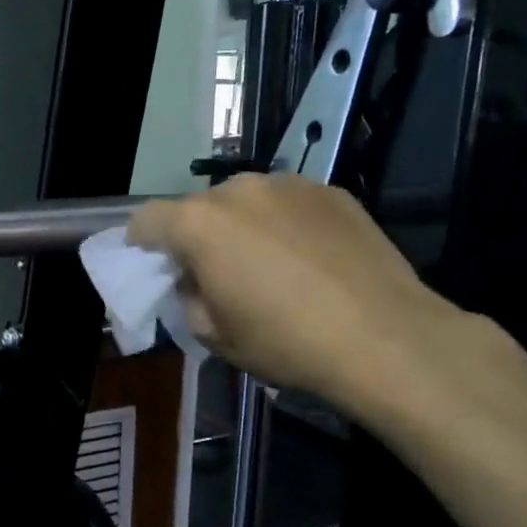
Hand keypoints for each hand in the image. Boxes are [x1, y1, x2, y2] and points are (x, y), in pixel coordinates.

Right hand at [128, 175, 477, 423]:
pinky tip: (309, 260)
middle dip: (197, 236)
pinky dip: (284, 224)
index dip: (142, 243)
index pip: (147, 219)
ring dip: (242, 226)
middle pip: (199, 208)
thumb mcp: (215, 336)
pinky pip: (289, 204)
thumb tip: (195, 281)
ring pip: (246, 202)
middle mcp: (239, 189)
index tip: (152, 264)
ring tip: (269, 265)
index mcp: (199, 223)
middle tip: (217, 273)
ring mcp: (290, 185)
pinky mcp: (332, 191)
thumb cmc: (285, 342)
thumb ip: (188, 298)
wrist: (385, 337)